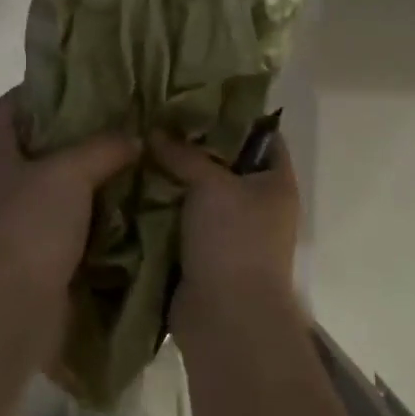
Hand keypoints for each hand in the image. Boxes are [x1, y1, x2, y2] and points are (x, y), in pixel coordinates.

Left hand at [0, 90, 139, 292]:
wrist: (12, 307)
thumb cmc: (31, 225)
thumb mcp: (70, 172)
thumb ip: (103, 148)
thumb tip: (135, 137)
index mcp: (0, 157)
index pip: (7, 109)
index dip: (33, 90)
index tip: (72, 81)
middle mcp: (5, 187)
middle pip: (36, 149)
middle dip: (72, 136)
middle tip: (115, 121)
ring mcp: (21, 225)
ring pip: (58, 190)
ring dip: (88, 180)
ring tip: (129, 161)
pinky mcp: (41, 259)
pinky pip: (73, 229)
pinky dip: (96, 220)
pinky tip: (128, 209)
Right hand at [149, 131, 301, 339]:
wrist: (227, 318)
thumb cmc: (234, 239)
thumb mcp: (210, 184)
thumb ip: (184, 154)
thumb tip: (155, 131)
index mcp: (276, 182)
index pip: (264, 135)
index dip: (236, 115)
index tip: (199, 97)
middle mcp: (260, 204)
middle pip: (228, 162)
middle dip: (195, 144)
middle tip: (161, 119)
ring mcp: (233, 232)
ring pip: (202, 193)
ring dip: (176, 177)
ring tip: (143, 146)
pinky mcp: (206, 254)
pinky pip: (184, 220)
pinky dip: (165, 207)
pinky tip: (137, 185)